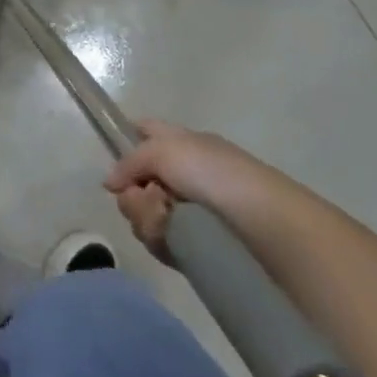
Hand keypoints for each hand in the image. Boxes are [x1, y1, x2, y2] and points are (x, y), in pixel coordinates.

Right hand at [103, 119, 258, 261]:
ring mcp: (187, 211)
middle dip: (133, 193)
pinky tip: (172, 241)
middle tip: (151, 199)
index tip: (118, 162)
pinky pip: (158, 240)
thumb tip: (111, 183)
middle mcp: (182, 175)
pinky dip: (160, 239)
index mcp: (181, 144)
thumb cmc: (215, 174)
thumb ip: (129, 161)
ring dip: (146, 216)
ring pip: (141, 213)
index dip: (127, 141)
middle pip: (134, 182)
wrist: (264, 225)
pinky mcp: (192, 244)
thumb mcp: (164, 150)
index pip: (145, 132)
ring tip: (167, 221)